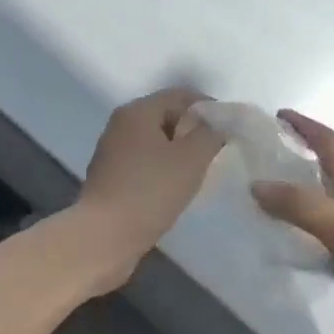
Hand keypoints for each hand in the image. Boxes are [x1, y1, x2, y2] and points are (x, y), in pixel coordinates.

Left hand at [71, 87, 224, 293]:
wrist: (104, 238)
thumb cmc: (150, 191)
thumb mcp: (191, 159)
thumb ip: (210, 135)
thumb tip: (216, 125)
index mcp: (137, 111)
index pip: (179, 95)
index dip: (207, 107)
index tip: (229, 127)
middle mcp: (120, 125)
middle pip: (165, 115)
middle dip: (193, 130)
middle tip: (216, 150)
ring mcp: (112, 152)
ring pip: (154, 141)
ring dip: (178, 151)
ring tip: (200, 170)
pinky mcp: (109, 177)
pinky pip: (143, 162)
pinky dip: (162, 168)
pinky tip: (175, 187)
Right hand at [252, 111, 333, 333]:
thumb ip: (298, 203)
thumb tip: (255, 184)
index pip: (328, 140)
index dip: (303, 125)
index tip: (276, 114)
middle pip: (324, 169)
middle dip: (295, 157)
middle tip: (256, 156)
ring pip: (320, 205)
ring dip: (293, 197)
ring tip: (257, 196)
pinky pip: (321, 239)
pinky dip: (300, 235)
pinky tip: (277, 242)